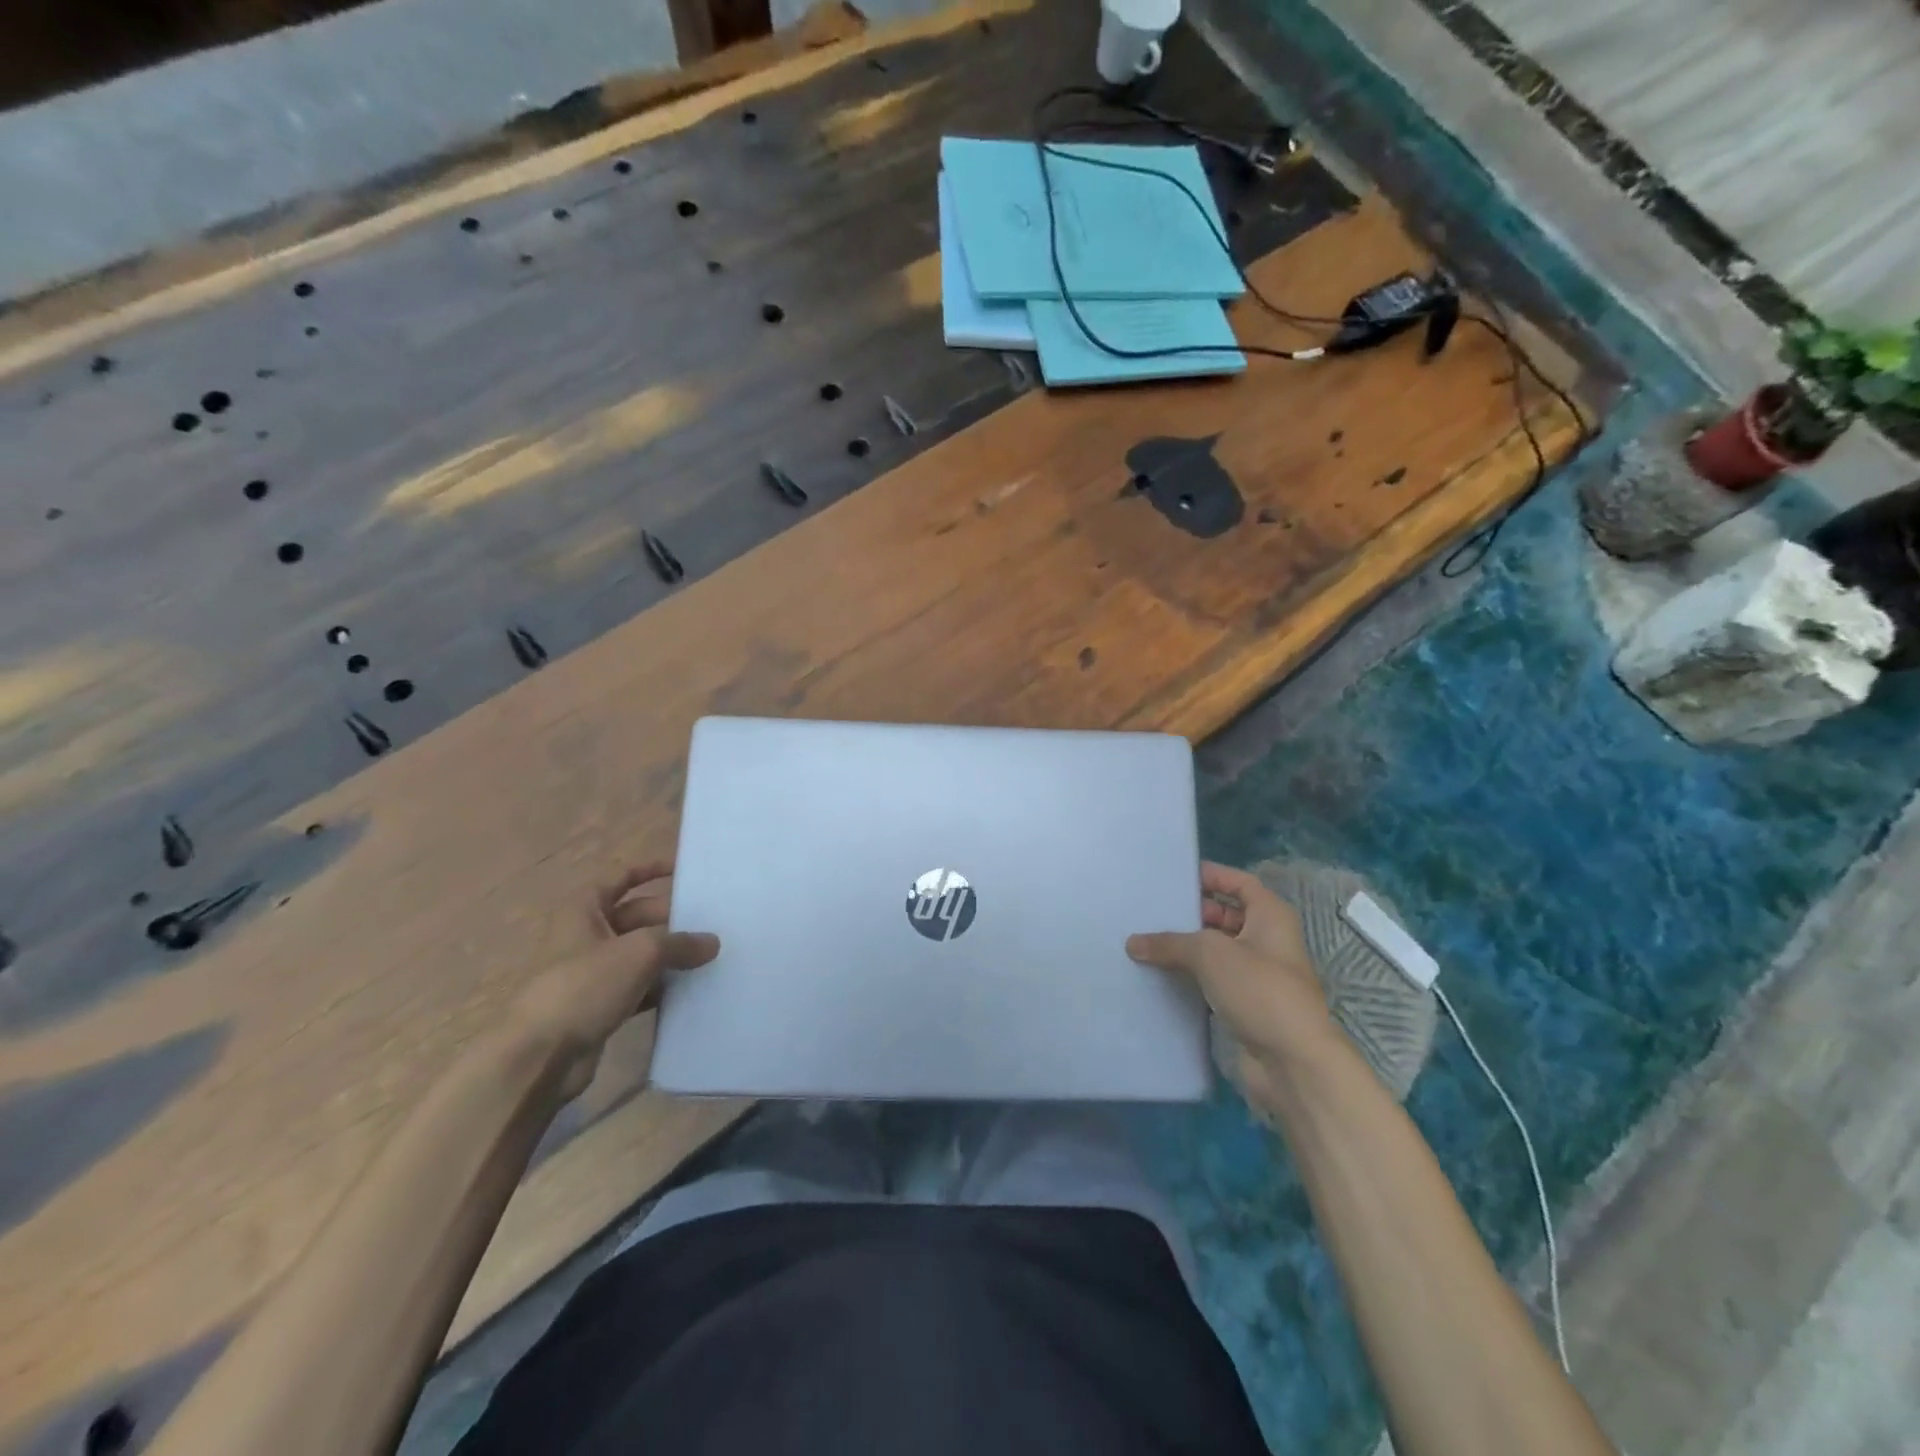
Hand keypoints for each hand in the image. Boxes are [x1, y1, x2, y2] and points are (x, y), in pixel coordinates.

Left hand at [510, 863, 719, 1099]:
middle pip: (636, 917)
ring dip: (671, 956)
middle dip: (671, 919)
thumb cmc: (584, 986)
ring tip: (711, 955)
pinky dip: (662, 987)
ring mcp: (592, 974)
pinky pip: (639, 988)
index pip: (620, 879)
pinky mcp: (600, 1007)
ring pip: (640, 955)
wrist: (540, 1057)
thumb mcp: (640, 953)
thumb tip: (712, 942)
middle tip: (711, 922)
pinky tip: (692, 990)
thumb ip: (680, 943)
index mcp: (583, 912)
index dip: (649, 870)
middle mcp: (586, 937)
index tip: (683, 870)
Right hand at [1128, 862, 1337, 1105]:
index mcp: (1270, 916)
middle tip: (1151, 910)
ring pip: (1217, 950)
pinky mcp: (1246, 1004)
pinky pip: (1213, 980)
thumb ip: (1170, 943)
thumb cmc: (1260, 991)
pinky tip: (1159, 975)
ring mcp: (1257, 974)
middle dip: (1192, 913)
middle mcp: (1267, 940)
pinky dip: (1190, 976)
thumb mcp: (1210, 954)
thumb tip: (1133, 943)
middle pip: (1225, 915)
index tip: (1174, 876)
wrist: (1293, 1062)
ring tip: (1146, 940)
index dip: (1211, 875)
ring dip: (1187, 947)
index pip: (1238, 882)